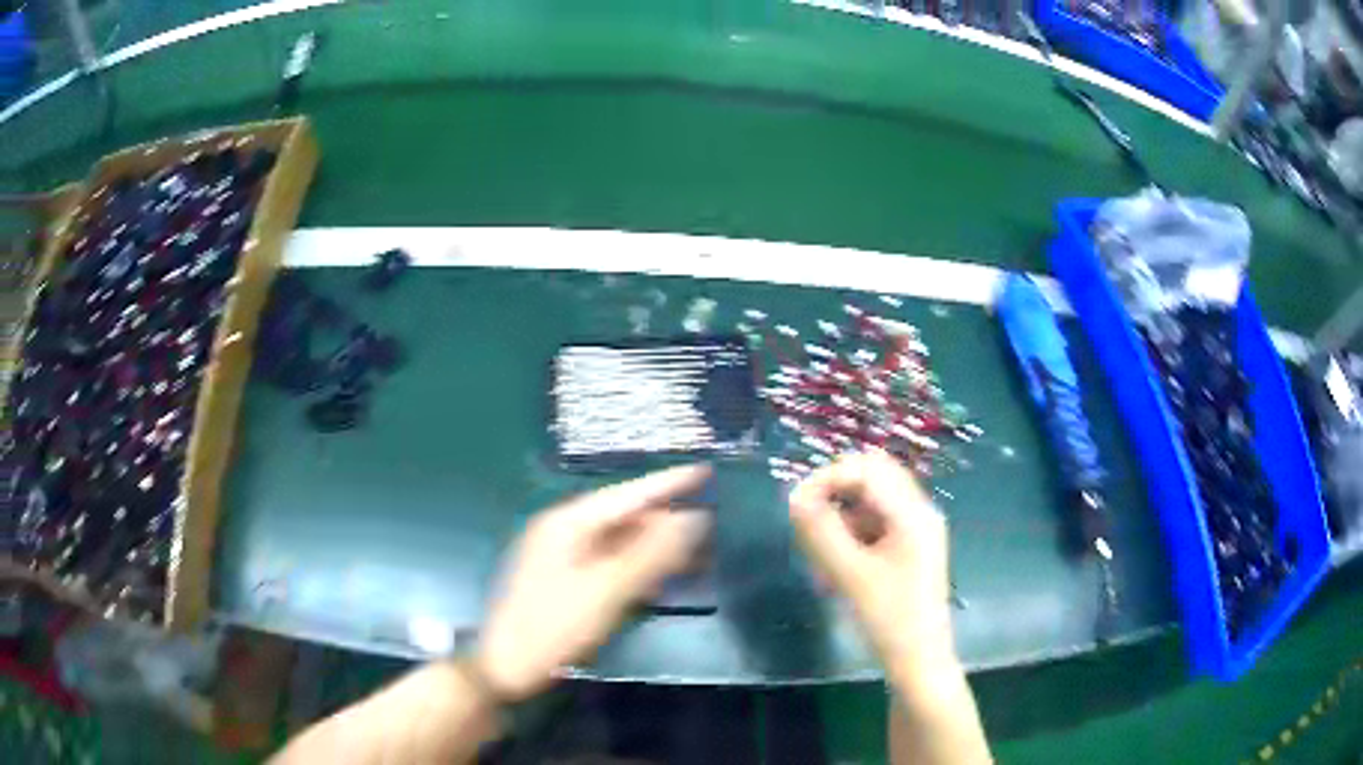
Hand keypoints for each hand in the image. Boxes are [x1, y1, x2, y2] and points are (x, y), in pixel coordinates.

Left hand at [476, 465, 711, 700]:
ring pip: (618, 542)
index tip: (704, 471)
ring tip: (695, 555)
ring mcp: (562, 556)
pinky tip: (659, 579)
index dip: (668, 483)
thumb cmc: (554, 626)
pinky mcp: (565, 579)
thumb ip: (651, 554)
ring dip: (654, 549)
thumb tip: (693, 518)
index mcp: (569, 523)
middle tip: (709, 528)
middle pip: (624, 518)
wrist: (507, 667)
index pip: (627, 494)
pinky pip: (609, 563)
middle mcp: (564, 531)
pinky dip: (636, 568)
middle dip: (665, 524)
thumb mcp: (607, 590)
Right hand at [789, 451, 953, 674]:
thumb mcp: (849, 575)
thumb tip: (794, 498)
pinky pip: (878, 520)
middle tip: (806, 519)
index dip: (828, 479)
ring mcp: (918, 529)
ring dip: (843, 511)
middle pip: (874, 476)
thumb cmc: (888, 618)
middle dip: (836, 490)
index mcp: (912, 513)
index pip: (866, 470)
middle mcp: (920, 511)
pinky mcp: (912, 546)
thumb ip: (821, 532)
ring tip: (820, 549)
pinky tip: (838, 563)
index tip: (796, 505)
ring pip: (874, 498)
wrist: (919, 659)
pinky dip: (854, 530)